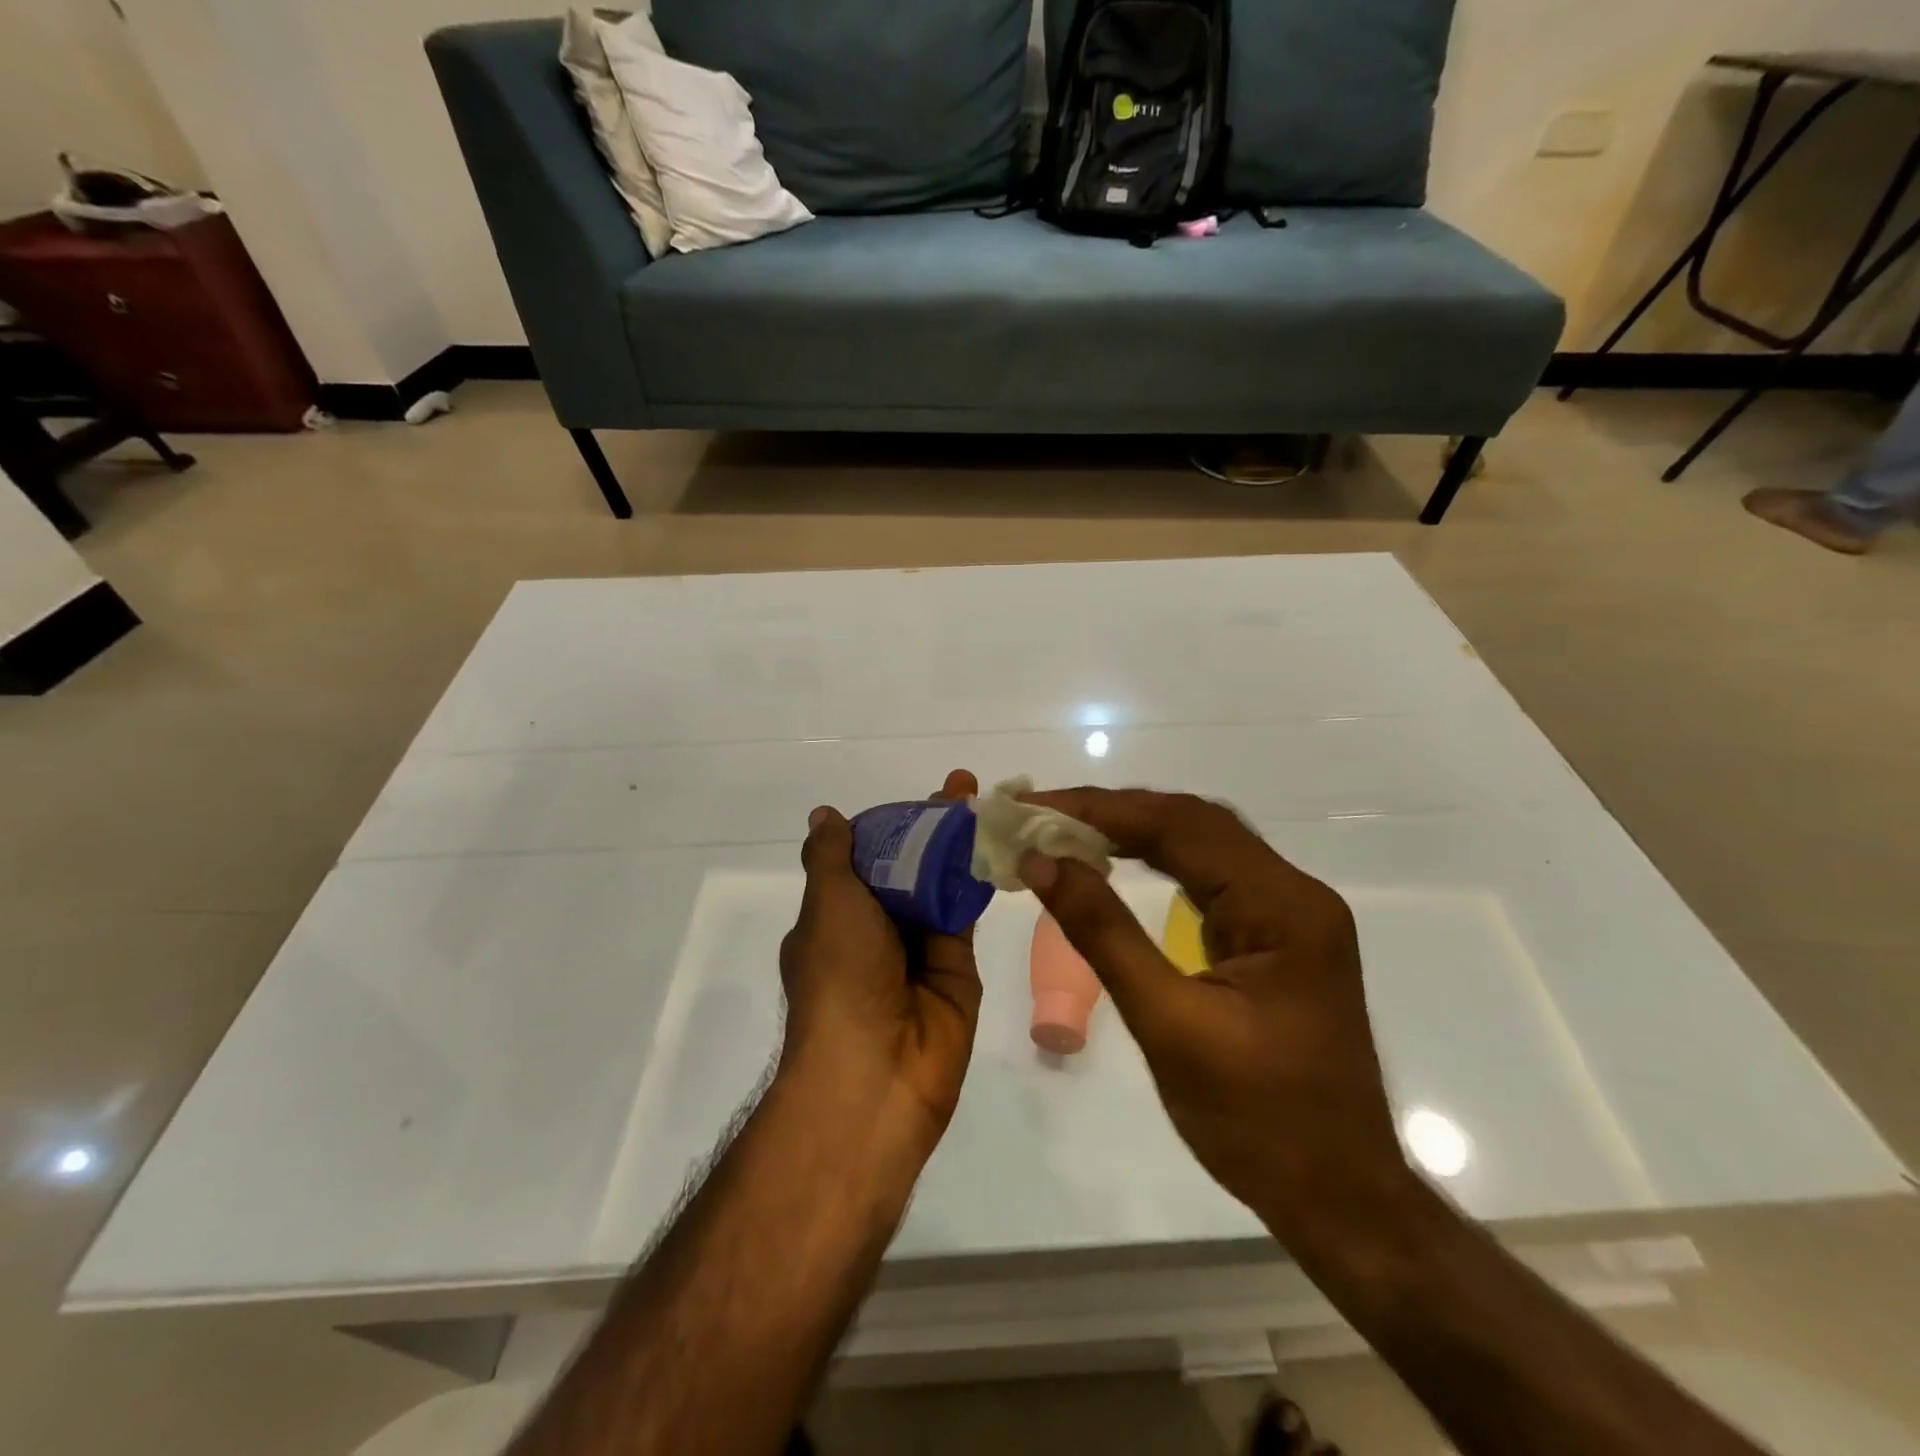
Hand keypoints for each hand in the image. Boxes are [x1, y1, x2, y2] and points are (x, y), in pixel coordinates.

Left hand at [777, 770, 983, 1157]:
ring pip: (939, 885)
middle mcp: (875, 932)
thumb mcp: (826, 905)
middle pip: (906, 868)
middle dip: (931, 827)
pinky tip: (996, 838)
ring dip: (957, 845)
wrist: (877, 1072)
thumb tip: (823, 815)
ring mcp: (917, 950)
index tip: (916, 798)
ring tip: (985, 799)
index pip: (863, 859)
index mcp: (834, 919)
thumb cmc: (840, 977)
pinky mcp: (957, 966)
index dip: (889, 825)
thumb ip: (832, 858)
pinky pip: (965, 912)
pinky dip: (977, 877)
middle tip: (963, 786)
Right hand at [1016, 788, 1409, 1238]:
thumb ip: (1103, 933)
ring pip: (1202, 844)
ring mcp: (1289, 913)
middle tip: (1041, 814)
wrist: (1340, 1199)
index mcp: (1283, 906)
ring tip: (1065, 829)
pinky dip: (1156, 860)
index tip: (1035, 808)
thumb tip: (1043, 861)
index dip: (1101, 810)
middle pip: (1194, 823)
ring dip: (1133, 830)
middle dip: (1113, 812)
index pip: (1181, 826)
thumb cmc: (1257, 1121)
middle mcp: (1294, 892)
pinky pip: (1209, 877)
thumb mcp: (1168, 1025)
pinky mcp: (1275, 936)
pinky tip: (1116, 862)